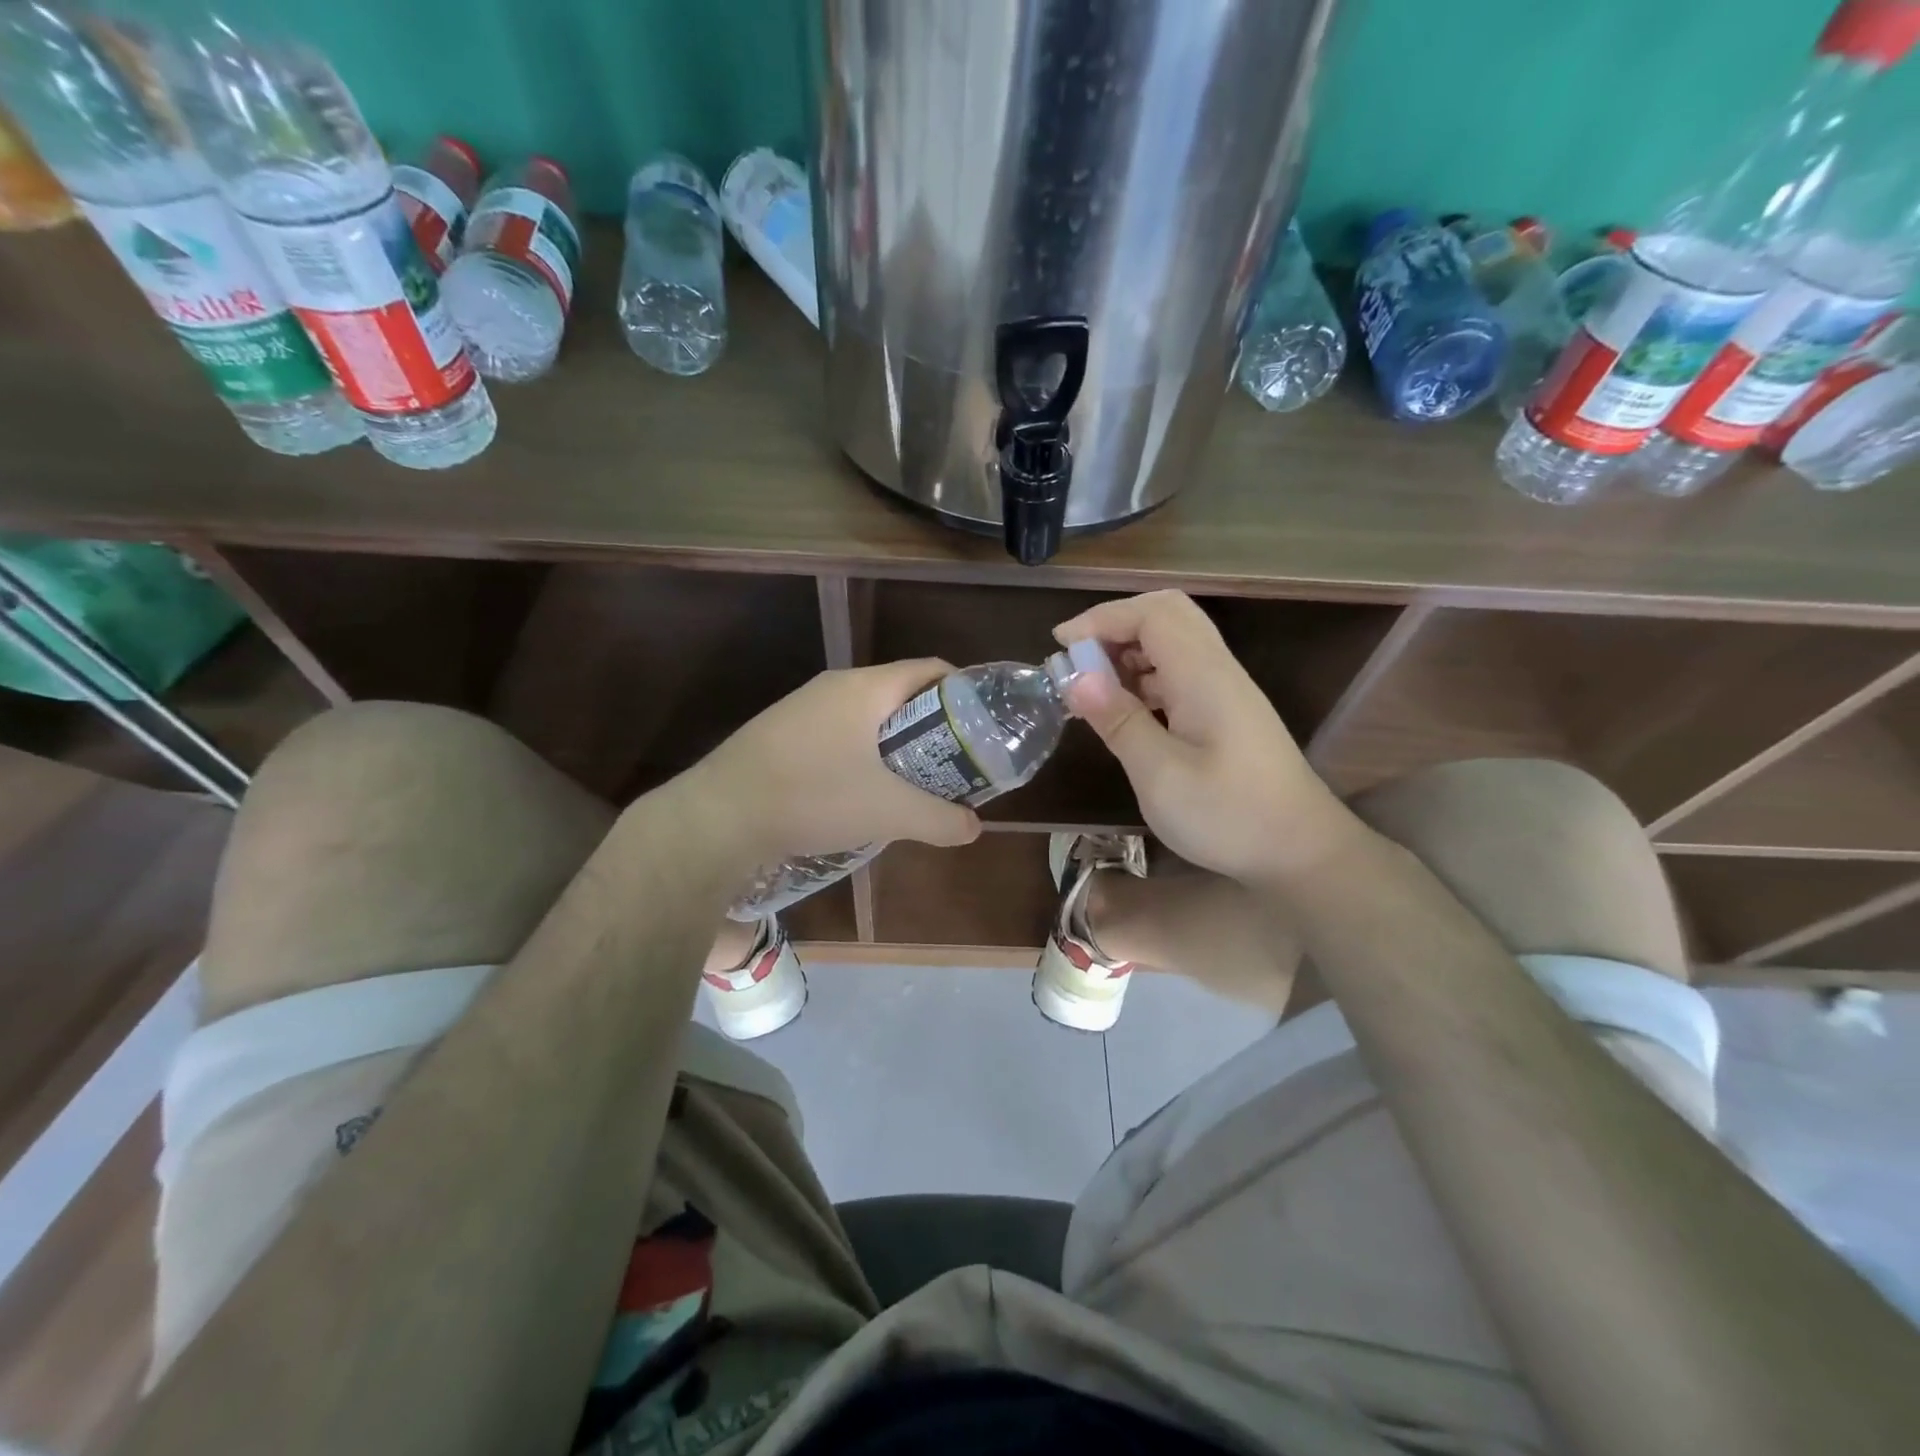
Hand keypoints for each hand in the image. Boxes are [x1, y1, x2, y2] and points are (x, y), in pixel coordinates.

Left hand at [694, 659, 982, 864]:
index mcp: (864, 688)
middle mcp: (833, 687)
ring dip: (894, 745)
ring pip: (865, 717)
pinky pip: (837, 734)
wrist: (718, 817)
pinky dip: (861, 755)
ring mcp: (801, 709)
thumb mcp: (888, 812)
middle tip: (952, 763)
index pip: (929, 670)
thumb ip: (940, 819)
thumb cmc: (813, 797)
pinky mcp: (779, 734)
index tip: (982, 727)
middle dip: (932, 727)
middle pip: (899, 695)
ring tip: (911, 782)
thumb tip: (973, 828)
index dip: (963, 692)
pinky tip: (860, 793)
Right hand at [1054, 591, 1345, 883]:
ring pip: (1173, 642)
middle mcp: (1217, 670)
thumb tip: (1075, 677)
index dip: (1102, 618)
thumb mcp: (1161, 775)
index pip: (1151, 614)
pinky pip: (1179, 672)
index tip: (1060, 646)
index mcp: (1203, 676)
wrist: (1301, 851)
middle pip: (1166, 615)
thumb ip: (1119, 721)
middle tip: (1077, 659)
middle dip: (1115, 626)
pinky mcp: (1226, 712)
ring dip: (1128, 652)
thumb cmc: (1229, 816)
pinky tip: (1124, 710)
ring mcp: (1225, 690)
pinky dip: (1144, 677)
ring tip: (1092, 687)